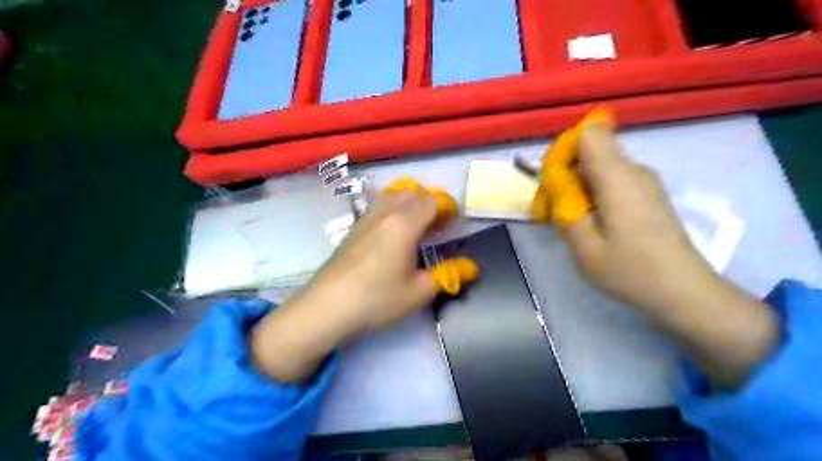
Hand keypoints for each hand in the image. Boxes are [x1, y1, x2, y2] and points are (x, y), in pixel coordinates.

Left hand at [252, 193, 439, 382]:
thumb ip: (447, 275)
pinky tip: (393, 238)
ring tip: (417, 230)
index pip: (432, 201)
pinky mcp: (353, 230)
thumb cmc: (377, 299)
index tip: (453, 226)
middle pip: (412, 193)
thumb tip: (470, 268)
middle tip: (437, 227)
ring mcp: (365, 219)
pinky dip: (393, 213)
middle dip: (429, 203)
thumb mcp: (419, 292)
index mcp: (404, 223)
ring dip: (410, 206)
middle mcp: (385, 213)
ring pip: (393, 197)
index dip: (447, 208)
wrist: (326, 308)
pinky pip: (379, 208)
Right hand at [563, 125, 716, 314]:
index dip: (563, 149)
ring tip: (567, 223)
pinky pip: (610, 182)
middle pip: (589, 151)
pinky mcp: (646, 195)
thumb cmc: (630, 269)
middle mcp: (633, 170)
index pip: (587, 133)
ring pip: (597, 168)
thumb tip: (557, 180)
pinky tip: (589, 225)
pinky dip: (591, 196)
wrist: (683, 291)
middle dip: (562, 175)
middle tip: (550, 212)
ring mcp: (643, 182)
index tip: (551, 182)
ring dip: (575, 188)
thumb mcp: (583, 244)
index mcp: (617, 176)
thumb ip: (565, 205)